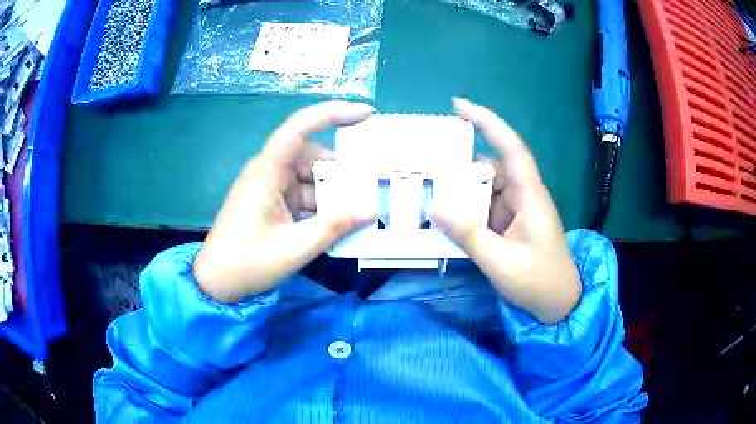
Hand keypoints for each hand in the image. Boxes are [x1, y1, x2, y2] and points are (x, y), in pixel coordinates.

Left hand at [193, 101, 375, 302]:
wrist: (215, 284)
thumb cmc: (246, 263)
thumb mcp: (293, 248)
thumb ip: (333, 227)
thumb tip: (370, 209)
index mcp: (266, 172)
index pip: (299, 128)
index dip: (332, 113)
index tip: (366, 114)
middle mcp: (268, 172)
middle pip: (312, 157)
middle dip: (342, 170)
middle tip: (374, 184)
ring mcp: (270, 189)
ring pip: (311, 180)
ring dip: (333, 194)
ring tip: (361, 211)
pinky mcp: (272, 204)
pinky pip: (304, 197)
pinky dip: (322, 208)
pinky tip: (340, 225)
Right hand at [431, 99, 580, 323]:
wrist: (559, 305)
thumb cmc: (538, 281)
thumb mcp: (499, 261)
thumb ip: (467, 234)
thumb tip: (433, 207)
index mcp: (529, 195)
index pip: (510, 147)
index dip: (487, 122)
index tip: (458, 105)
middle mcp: (524, 196)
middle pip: (490, 169)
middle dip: (461, 167)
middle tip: (427, 167)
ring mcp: (518, 211)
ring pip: (486, 191)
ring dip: (463, 194)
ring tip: (430, 195)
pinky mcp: (513, 226)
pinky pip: (487, 210)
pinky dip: (469, 213)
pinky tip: (449, 221)